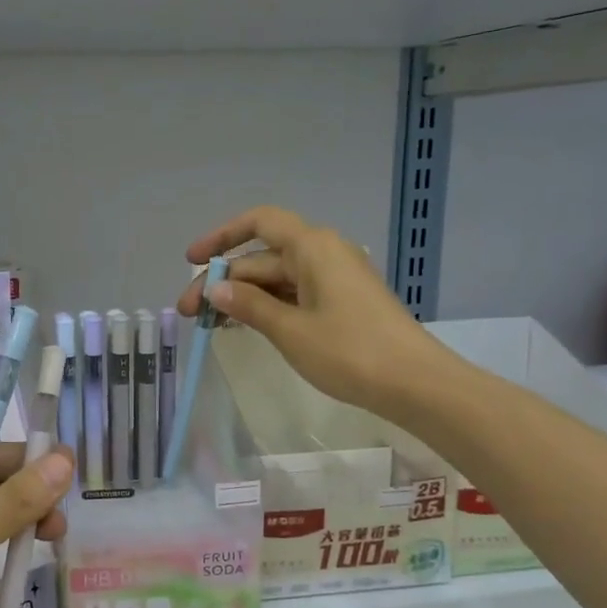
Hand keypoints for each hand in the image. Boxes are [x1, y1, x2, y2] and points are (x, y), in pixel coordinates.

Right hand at [176, 206, 453, 412]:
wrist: (416, 384)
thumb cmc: (350, 351)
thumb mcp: (290, 330)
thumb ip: (249, 305)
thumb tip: (216, 288)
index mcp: (312, 247)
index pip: (259, 222)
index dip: (221, 237)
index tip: (192, 262)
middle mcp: (323, 253)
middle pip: (262, 257)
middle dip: (224, 281)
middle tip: (190, 314)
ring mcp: (335, 278)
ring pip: (277, 278)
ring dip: (243, 296)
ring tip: (210, 324)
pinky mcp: (342, 302)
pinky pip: (294, 294)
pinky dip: (267, 306)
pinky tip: (245, 326)